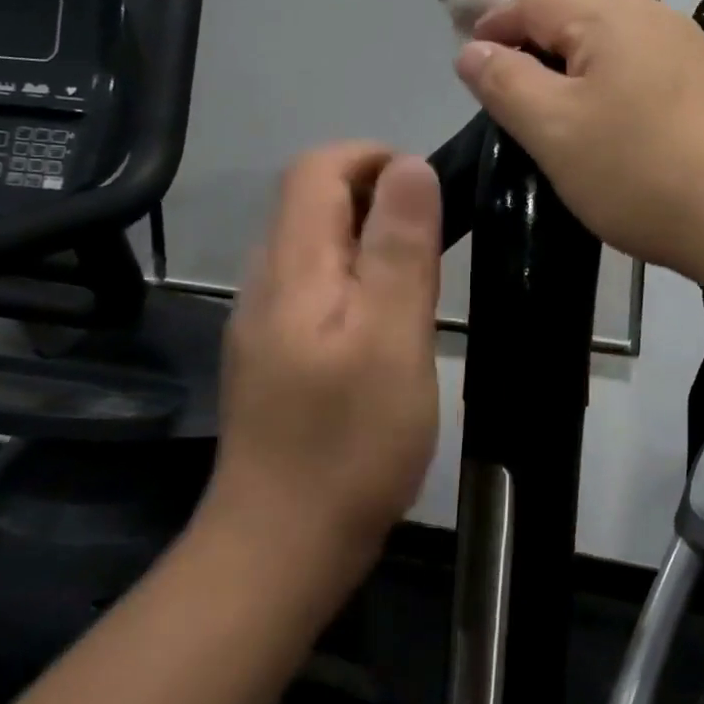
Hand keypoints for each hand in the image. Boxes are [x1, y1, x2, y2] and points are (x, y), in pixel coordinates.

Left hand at [203, 144, 441, 580]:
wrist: (284, 545)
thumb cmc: (351, 442)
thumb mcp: (392, 338)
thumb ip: (400, 248)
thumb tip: (409, 165)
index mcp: (292, 269)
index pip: (315, 169)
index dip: (372, 158)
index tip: (429, 191)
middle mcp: (267, 283)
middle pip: (311, 201)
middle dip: (376, 195)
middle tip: (437, 239)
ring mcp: (266, 322)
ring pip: (315, 245)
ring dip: (369, 237)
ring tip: (421, 277)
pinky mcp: (277, 355)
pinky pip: (316, 286)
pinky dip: (357, 277)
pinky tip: (389, 322)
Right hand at [454, 0, 703, 274]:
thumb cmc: (638, 172)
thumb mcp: (552, 129)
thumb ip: (504, 82)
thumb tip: (472, 49)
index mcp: (609, 16)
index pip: (534, 1)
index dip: (494, 25)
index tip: (469, 61)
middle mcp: (653, 14)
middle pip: (578, 5)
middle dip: (536, 32)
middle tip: (510, 75)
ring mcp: (689, 47)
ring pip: (615, 33)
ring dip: (576, 53)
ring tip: (556, 97)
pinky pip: (644, 60)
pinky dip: (612, 74)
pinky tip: (612, 112)